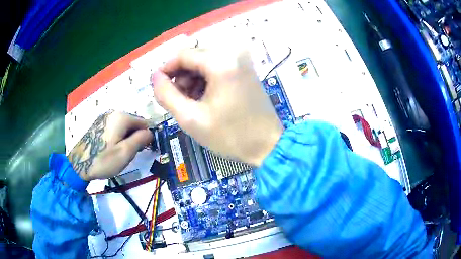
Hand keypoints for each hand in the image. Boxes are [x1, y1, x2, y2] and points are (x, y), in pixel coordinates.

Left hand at [67, 111, 152, 180]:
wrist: (78, 164)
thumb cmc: (103, 160)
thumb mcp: (126, 152)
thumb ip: (141, 139)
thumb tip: (150, 132)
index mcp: (121, 117)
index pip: (143, 122)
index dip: (146, 136)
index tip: (143, 150)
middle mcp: (113, 113)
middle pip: (133, 123)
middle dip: (135, 137)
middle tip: (130, 154)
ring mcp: (104, 118)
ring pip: (123, 127)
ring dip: (126, 138)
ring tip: (120, 153)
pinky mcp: (98, 124)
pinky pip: (114, 128)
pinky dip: (117, 137)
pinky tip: (111, 149)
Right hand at [152, 48, 282, 165]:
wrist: (268, 145)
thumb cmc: (230, 135)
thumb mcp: (191, 118)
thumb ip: (167, 95)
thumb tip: (154, 77)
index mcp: (221, 62)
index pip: (183, 55)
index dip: (166, 70)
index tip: (158, 87)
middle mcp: (233, 54)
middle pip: (194, 57)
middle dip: (181, 77)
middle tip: (178, 101)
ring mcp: (242, 61)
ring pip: (205, 62)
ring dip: (192, 80)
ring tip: (192, 104)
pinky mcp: (246, 69)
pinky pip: (218, 68)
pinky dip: (206, 81)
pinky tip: (205, 100)